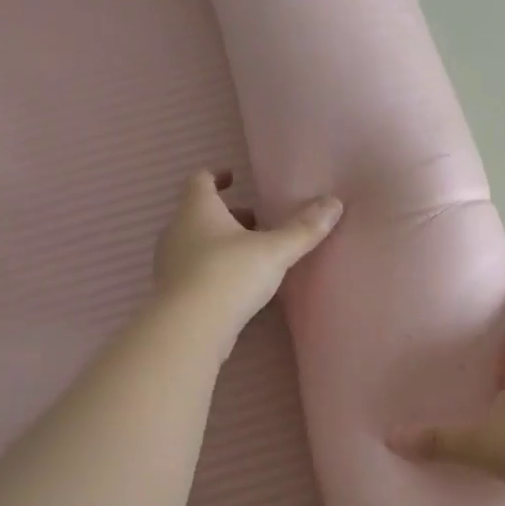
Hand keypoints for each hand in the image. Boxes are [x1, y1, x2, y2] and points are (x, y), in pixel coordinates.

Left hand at [152, 169, 341, 338]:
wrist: (188, 330)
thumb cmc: (228, 275)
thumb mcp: (274, 250)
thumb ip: (304, 229)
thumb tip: (334, 203)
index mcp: (197, 210)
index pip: (200, 180)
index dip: (217, 176)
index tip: (235, 177)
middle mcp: (178, 231)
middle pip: (200, 213)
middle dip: (230, 215)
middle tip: (258, 221)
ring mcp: (170, 264)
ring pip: (197, 242)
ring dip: (223, 243)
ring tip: (254, 254)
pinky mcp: (173, 293)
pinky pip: (194, 270)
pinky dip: (215, 268)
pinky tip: (239, 284)